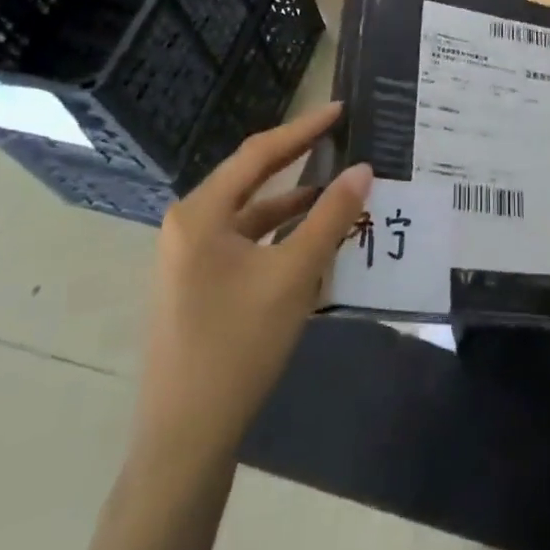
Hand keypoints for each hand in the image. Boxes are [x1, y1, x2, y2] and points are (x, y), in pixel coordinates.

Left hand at [131, 105, 371, 460]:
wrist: (185, 441)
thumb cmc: (237, 347)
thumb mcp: (293, 276)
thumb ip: (330, 217)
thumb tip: (363, 168)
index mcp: (200, 214)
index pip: (259, 154)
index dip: (303, 129)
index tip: (340, 109)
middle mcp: (188, 226)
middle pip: (252, 178)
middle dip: (298, 158)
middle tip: (340, 136)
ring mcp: (189, 258)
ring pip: (250, 213)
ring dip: (292, 200)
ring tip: (338, 186)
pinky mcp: (197, 285)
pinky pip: (244, 241)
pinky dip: (278, 233)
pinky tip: (312, 236)